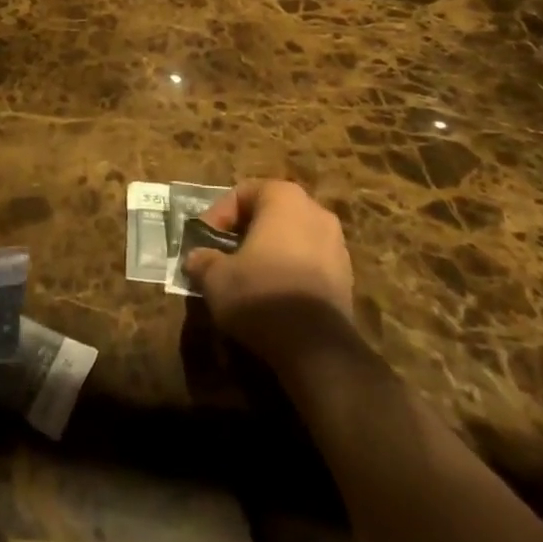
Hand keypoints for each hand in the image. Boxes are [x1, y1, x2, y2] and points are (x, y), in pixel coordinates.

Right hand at [183, 179, 355, 366]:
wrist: (318, 347)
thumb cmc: (262, 294)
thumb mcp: (216, 278)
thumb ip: (202, 261)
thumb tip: (196, 259)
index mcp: (283, 197)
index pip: (241, 193)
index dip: (216, 216)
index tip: (202, 243)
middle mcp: (314, 210)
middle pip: (269, 214)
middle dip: (243, 234)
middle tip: (222, 258)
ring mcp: (336, 243)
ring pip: (290, 239)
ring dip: (267, 254)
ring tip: (246, 280)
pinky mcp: (347, 277)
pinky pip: (308, 264)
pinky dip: (289, 273)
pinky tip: (273, 298)